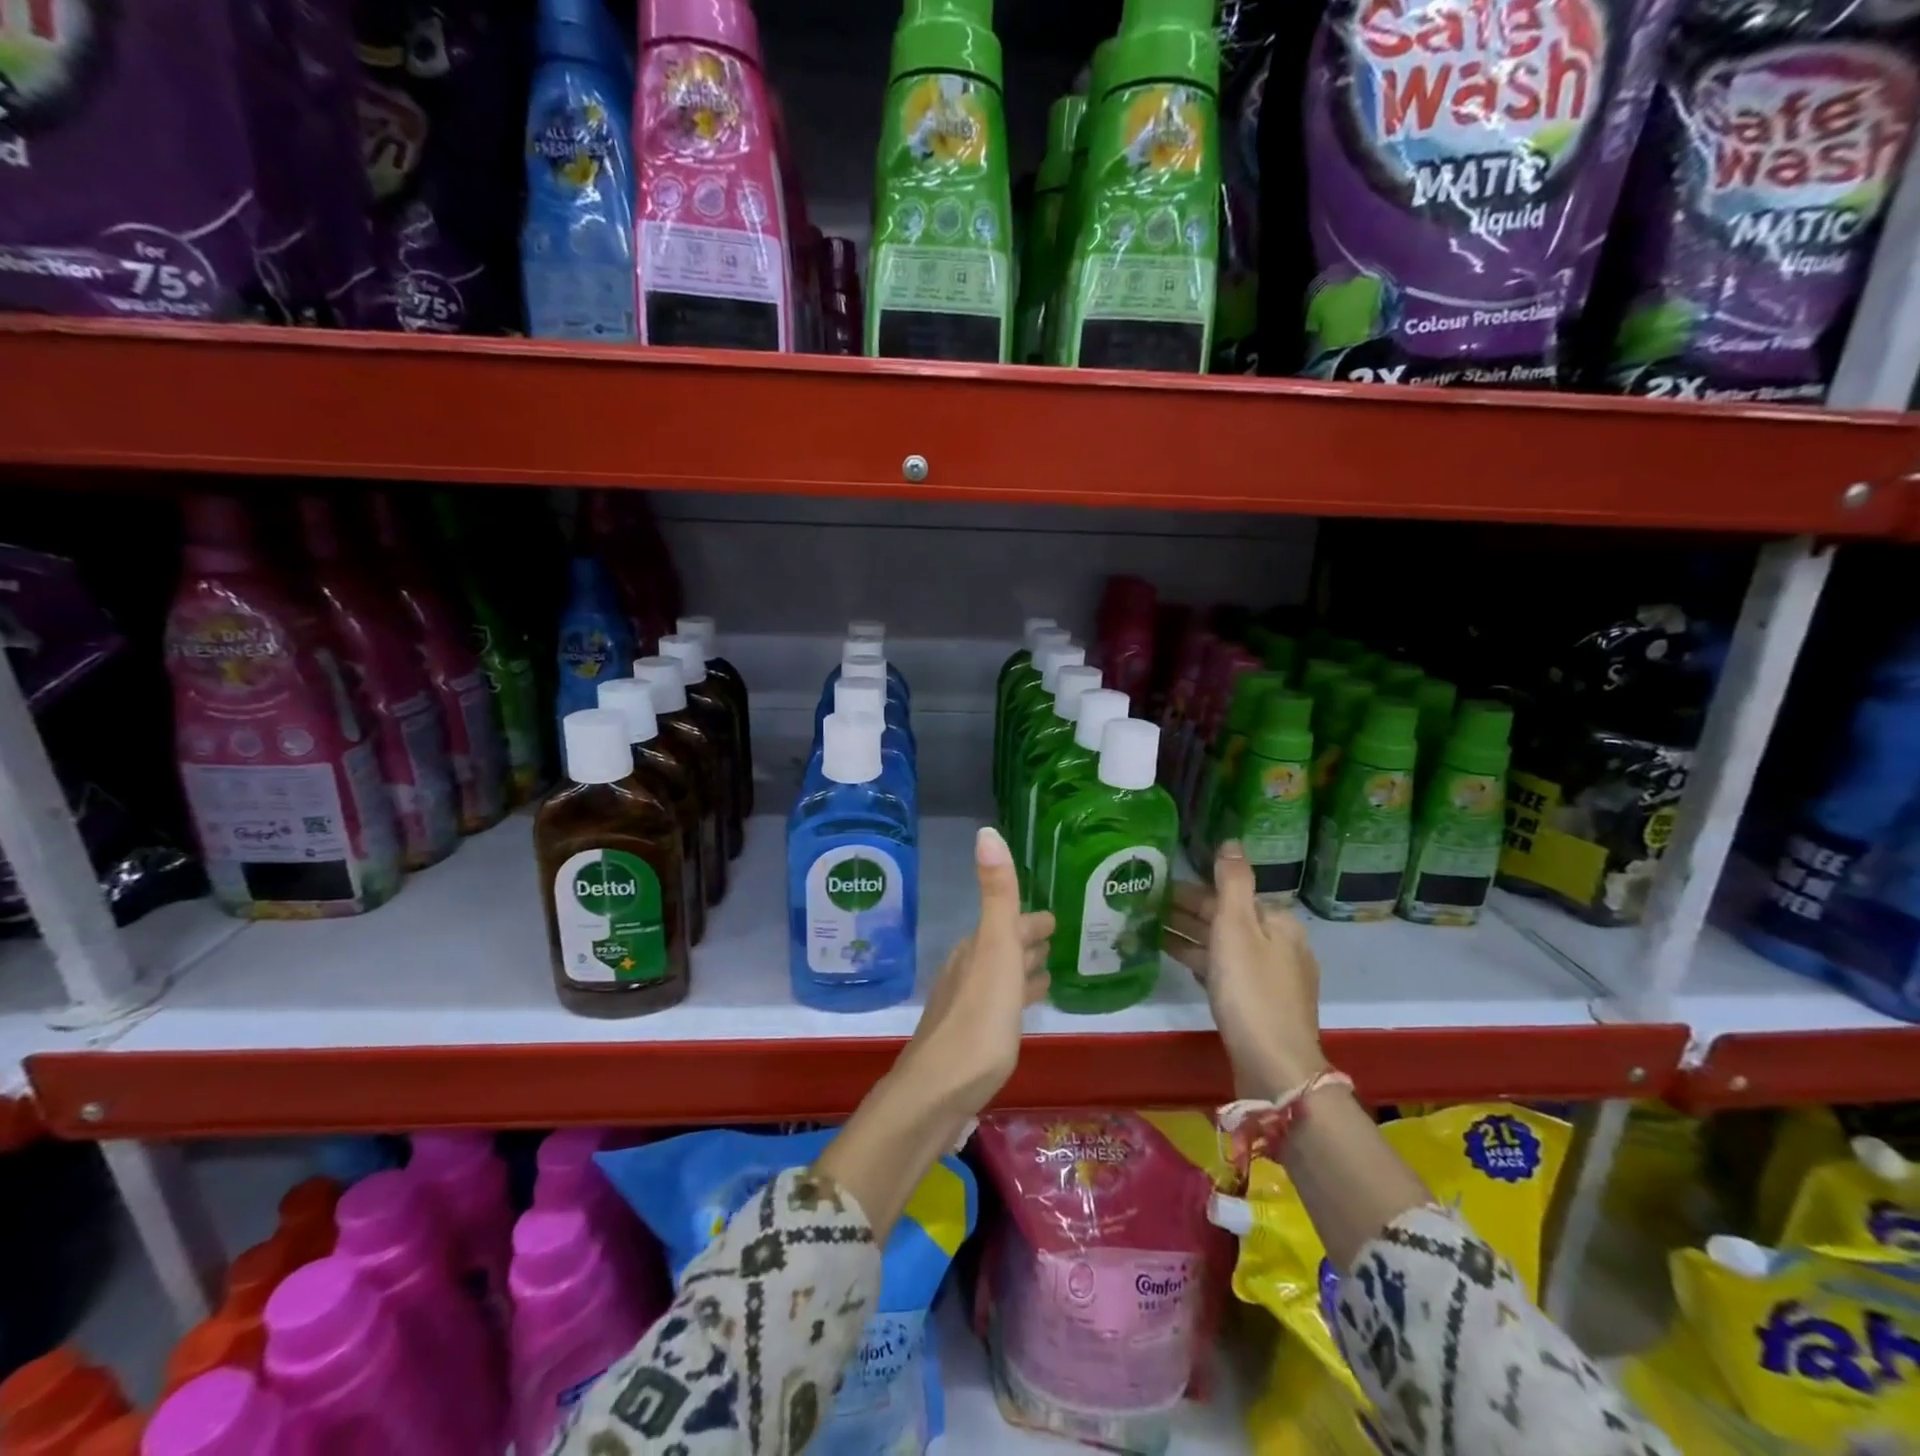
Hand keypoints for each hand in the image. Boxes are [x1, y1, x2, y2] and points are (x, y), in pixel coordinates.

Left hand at [902, 826, 1053, 1115]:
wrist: (938, 1091)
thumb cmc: (978, 1020)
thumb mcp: (995, 950)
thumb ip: (996, 895)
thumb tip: (986, 831)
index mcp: (977, 949)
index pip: (1008, 924)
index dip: (1031, 921)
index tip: (1053, 918)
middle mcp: (968, 971)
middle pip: (1003, 948)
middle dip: (1027, 941)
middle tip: (1054, 939)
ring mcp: (966, 1006)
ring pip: (1000, 977)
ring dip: (1022, 970)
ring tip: (1046, 972)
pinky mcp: (969, 1039)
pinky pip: (999, 1006)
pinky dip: (1014, 999)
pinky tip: (1021, 1013)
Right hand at [1165, 841, 1327, 1098]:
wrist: (1274, 1066)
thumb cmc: (1250, 990)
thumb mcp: (1237, 928)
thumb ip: (1232, 882)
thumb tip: (1232, 841)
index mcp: (1277, 923)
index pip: (1229, 895)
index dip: (1192, 891)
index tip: (1157, 888)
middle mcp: (1279, 945)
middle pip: (1228, 920)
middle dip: (1189, 913)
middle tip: (1146, 907)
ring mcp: (1271, 978)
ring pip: (1224, 947)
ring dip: (1190, 937)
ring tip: (1150, 931)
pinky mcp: (1259, 1006)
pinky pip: (1226, 972)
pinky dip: (1202, 962)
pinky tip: (1179, 962)